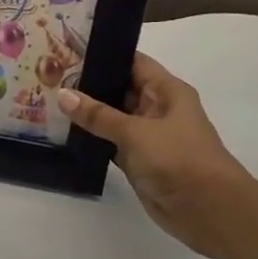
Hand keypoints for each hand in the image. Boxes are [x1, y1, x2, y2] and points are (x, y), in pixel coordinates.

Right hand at [59, 55, 255, 258]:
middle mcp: (158, 109)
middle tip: (49, 74)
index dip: (104, 54)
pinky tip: (64, 132)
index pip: (133, 62)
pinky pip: (111, 143)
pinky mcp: (139, 161)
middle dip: (89, 83)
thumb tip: (62, 94)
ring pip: (113, 118)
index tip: (68, 48)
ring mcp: (148, 136)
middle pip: (120, 89)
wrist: (209, 210)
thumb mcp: (136, 131)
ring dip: (88, 113)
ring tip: (48, 98)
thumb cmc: (179, 159)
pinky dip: (92, 139)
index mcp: (167, 91)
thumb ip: (98, 115)